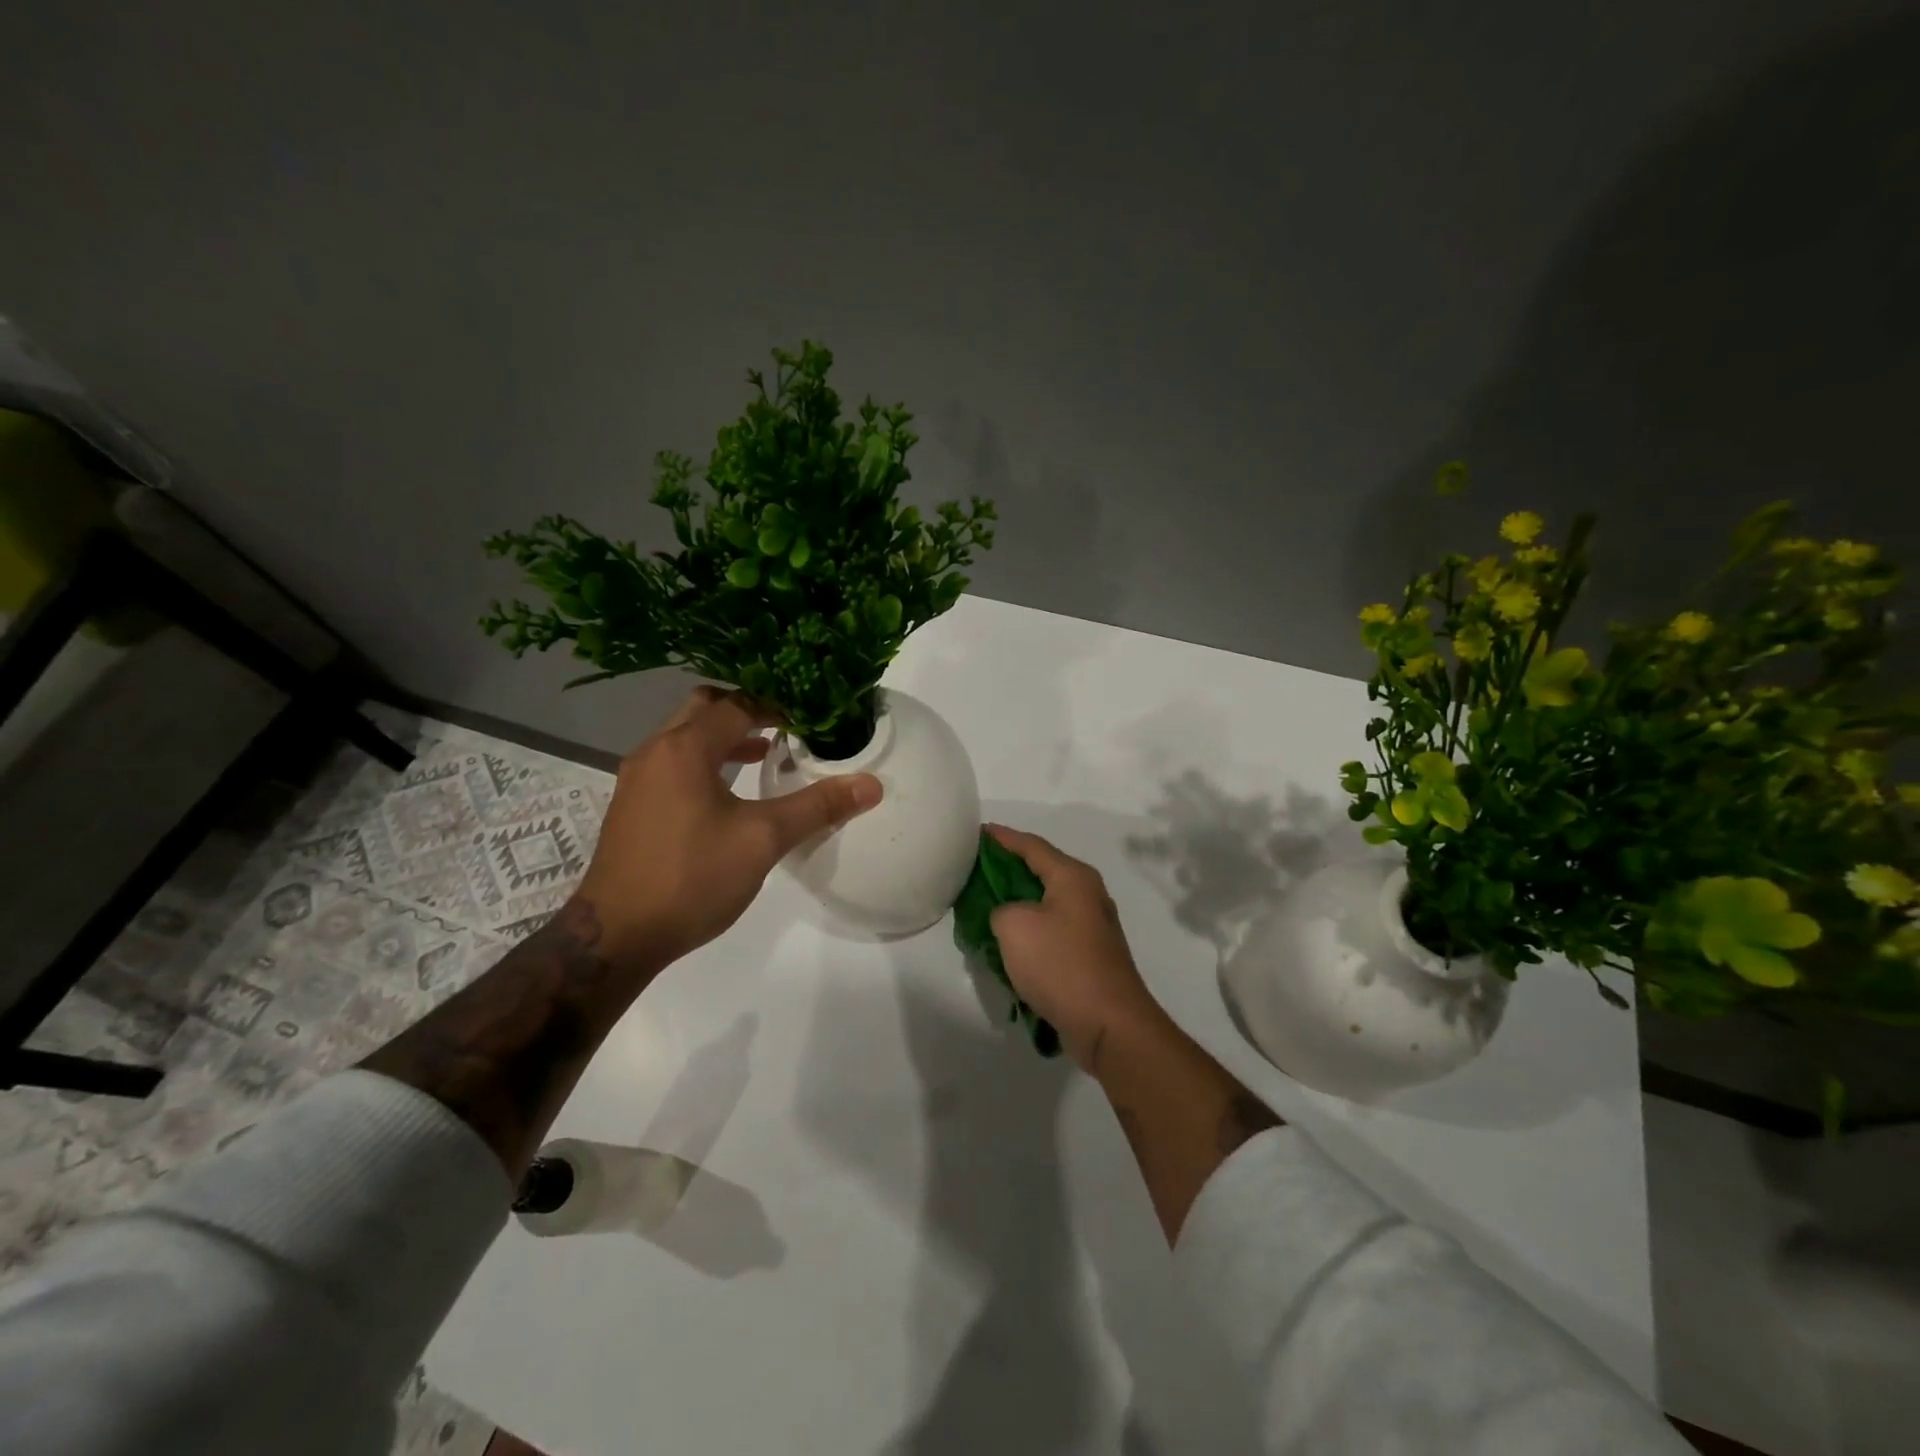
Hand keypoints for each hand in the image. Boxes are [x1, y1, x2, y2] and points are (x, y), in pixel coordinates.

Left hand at [575, 687, 882, 970]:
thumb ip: (817, 806)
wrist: (617, 935)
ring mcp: (638, 779)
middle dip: (746, 710)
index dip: (776, 706)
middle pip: (704, 709)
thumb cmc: (691, 877)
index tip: (810, 718)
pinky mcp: (633, 806)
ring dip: (724, 737)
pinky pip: (674, 763)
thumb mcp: (763, 840)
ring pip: (685, 737)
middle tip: (786, 724)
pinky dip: (705, 761)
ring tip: (766, 752)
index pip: (737, 705)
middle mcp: (655, 752)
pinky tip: (731, 792)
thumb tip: (871, 785)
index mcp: (684, 749)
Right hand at [985, 824, 1163, 1075]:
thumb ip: (1000, 908)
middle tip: (974, 870)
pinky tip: (1007, 944)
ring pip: (1045, 903)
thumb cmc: (1060, 963)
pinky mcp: (1089, 955)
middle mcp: (1087, 894)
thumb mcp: (1014, 926)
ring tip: (984, 906)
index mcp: (1073, 876)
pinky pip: (1051, 930)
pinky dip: (1029, 931)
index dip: (1002, 838)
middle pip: (1040, 871)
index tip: (976, 833)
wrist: (1108, 1023)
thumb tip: (1007, 915)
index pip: (1031, 845)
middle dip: (1006, 870)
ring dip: (1016, 904)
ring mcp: (1091, 926)